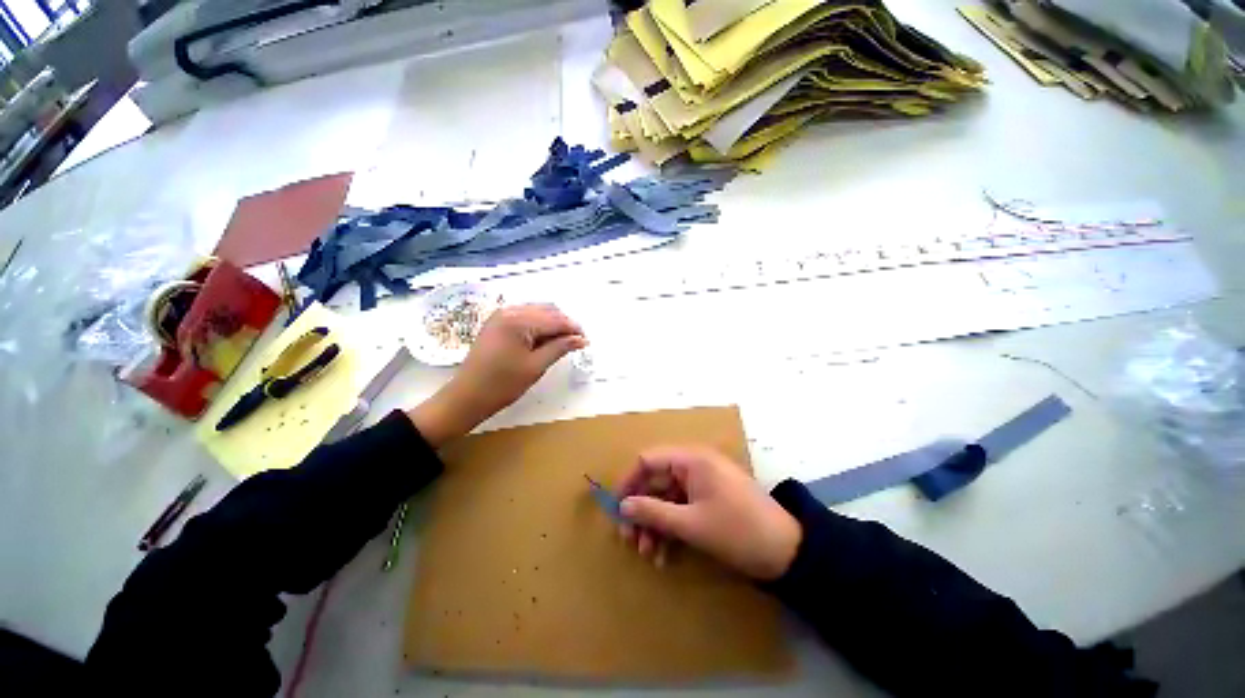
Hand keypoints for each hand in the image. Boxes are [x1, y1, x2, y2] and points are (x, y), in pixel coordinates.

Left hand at [408, 304, 586, 447]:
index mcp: (519, 320)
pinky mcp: (497, 322)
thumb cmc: (502, 384)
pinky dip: (539, 325)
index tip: (587, 341)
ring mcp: (501, 315)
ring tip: (562, 343)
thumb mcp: (536, 366)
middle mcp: (510, 311)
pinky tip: (545, 339)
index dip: (574, 329)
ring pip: (537, 311)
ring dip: (552, 323)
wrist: (467, 396)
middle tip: (576, 343)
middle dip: (564, 324)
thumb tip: (582, 339)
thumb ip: (560, 347)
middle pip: (547, 310)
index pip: (555, 319)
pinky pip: (525, 316)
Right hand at [618, 447, 801, 580]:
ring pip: (666, 499)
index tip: (616, 507)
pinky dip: (670, 530)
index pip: (648, 460)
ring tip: (647, 554)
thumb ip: (653, 512)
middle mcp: (694, 466)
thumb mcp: (691, 524)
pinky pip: (681, 510)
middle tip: (629, 539)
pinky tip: (664, 555)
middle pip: (655, 482)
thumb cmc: (737, 530)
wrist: (787, 552)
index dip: (629, 481)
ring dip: (654, 525)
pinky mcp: (708, 502)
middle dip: (641, 511)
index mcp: (691, 460)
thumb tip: (623, 506)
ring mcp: (702, 485)